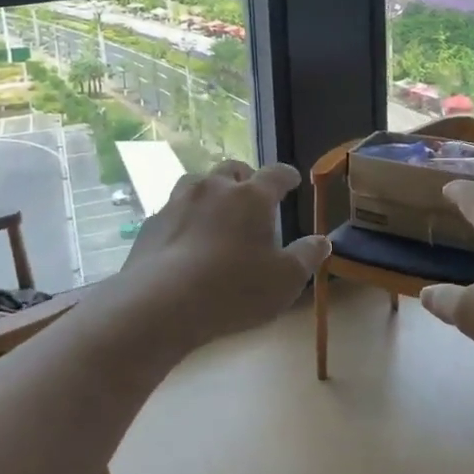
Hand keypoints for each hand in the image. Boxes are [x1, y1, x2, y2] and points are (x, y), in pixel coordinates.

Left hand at [112, 160, 329, 350]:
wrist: (160, 304)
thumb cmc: (234, 289)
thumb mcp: (285, 280)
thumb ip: (307, 256)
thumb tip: (322, 240)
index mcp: (251, 197)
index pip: (275, 174)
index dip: (286, 175)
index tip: (292, 180)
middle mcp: (214, 188)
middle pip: (232, 169)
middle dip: (245, 178)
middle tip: (252, 194)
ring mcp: (178, 202)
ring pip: (197, 183)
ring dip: (211, 191)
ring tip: (217, 210)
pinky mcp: (152, 223)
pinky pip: (173, 210)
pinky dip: (184, 217)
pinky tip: (186, 239)